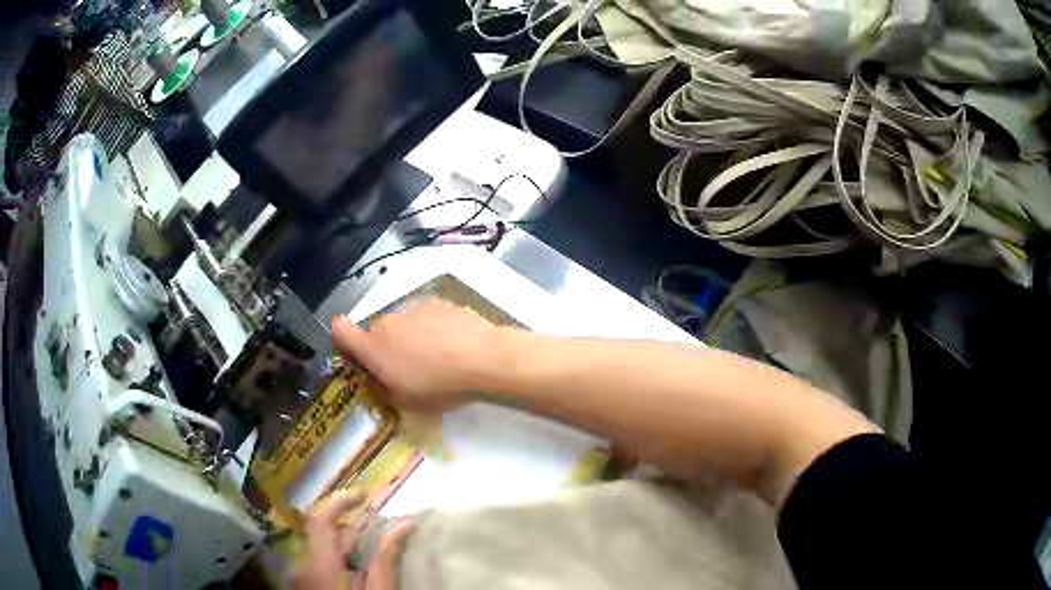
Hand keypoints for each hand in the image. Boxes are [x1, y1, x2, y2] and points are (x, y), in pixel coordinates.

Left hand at [292, 490, 412, 589]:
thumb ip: (386, 557)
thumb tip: (404, 524)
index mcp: (318, 564)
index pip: (320, 519)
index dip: (340, 502)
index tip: (364, 496)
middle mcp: (300, 564)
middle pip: (321, 534)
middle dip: (349, 530)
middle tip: (377, 534)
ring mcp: (297, 575)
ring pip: (318, 548)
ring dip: (342, 546)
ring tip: (369, 554)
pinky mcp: (300, 584)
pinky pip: (314, 562)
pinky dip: (333, 559)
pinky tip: (353, 572)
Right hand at [332, 298, 503, 411]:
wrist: (481, 357)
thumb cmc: (438, 385)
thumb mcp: (405, 402)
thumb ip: (384, 387)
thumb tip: (380, 379)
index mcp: (372, 346)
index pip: (339, 330)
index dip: (344, 341)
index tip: (359, 357)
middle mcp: (386, 321)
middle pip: (376, 332)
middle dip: (386, 348)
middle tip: (408, 369)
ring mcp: (412, 308)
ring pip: (401, 323)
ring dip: (409, 337)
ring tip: (436, 357)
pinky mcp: (436, 301)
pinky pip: (424, 315)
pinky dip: (431, 326)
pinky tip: (451, 342)